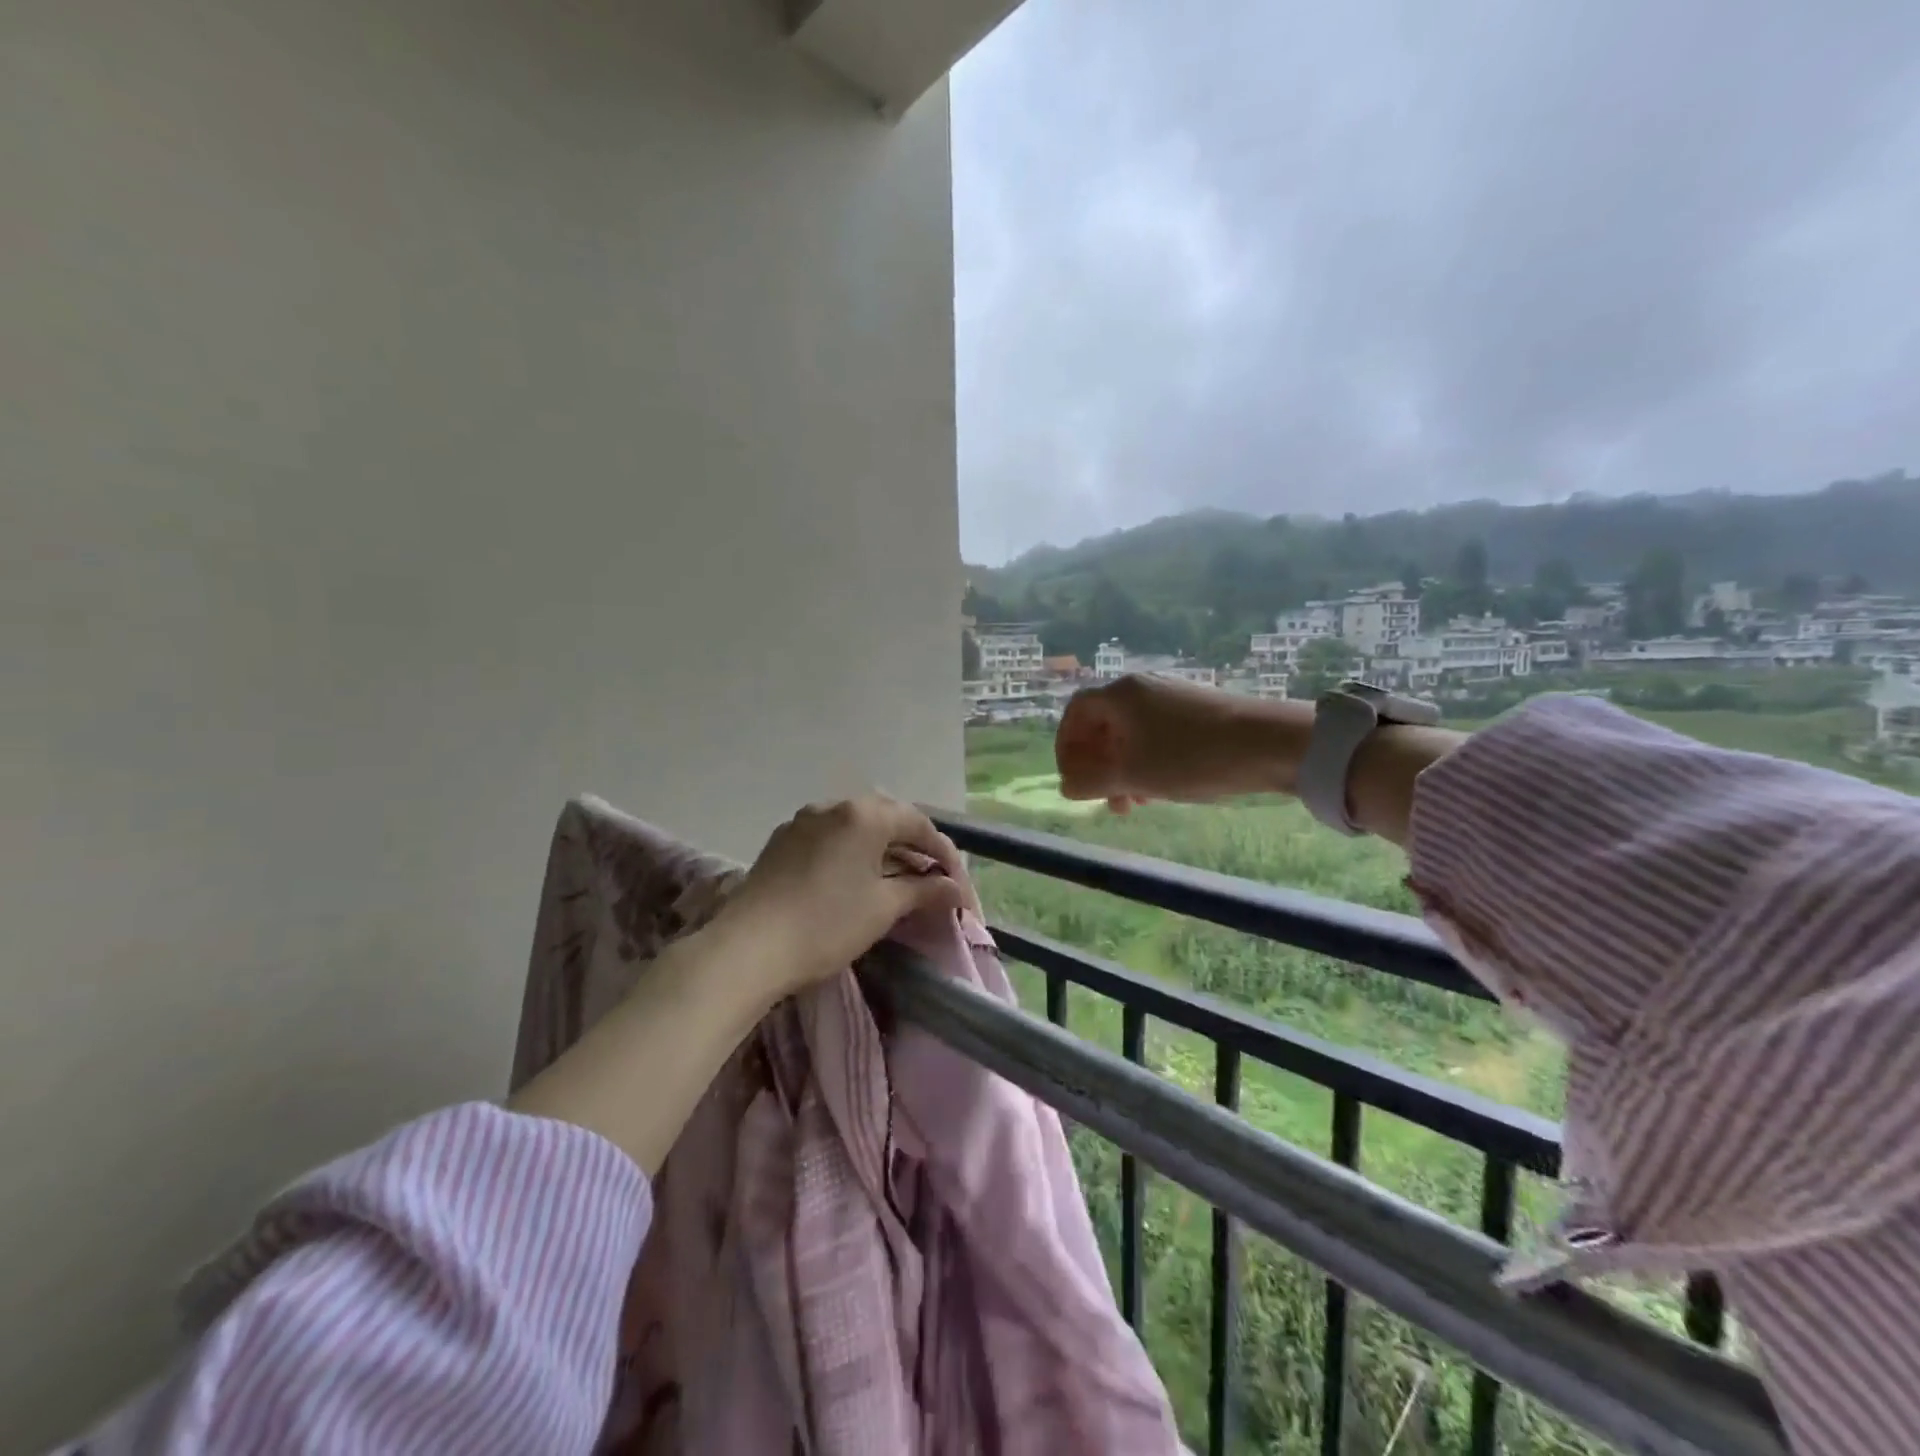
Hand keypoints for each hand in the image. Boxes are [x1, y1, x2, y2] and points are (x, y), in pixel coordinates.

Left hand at [714, 794, 972, 1002]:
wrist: (747, 948)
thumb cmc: (826, 924)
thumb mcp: (883, 908)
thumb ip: (923, 891)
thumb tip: (955, 889)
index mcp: (864, 815)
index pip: (918, 824)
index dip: (943, 852)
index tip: (955, 882)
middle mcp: (833, 806)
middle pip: (887, 817)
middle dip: (913, 844)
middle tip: (929, 875)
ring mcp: (803, 821)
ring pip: (855, 825)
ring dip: (881, 845)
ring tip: (895, 875)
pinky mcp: (781, 840)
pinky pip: (829, 836)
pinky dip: (851, 850)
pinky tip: (854, 875)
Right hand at [1056, 674, 1312, 809]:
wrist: (1270, 743)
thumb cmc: (1190, 757)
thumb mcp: (1133, 775)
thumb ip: (1091, 781)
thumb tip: (1067, 786)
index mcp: (1121, 695)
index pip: (1076, 712)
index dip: (1066, 746)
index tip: (1073, 778)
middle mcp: (1143, 688)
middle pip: (1103, 724)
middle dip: (1097, 764)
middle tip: (1105, 799)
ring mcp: (1172, 697)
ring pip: (1131, 734)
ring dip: (1123, 768)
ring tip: (1135, 802)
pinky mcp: (1197, 711)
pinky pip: (1156, 735)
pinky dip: (1148, 761)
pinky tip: (1162, 789)